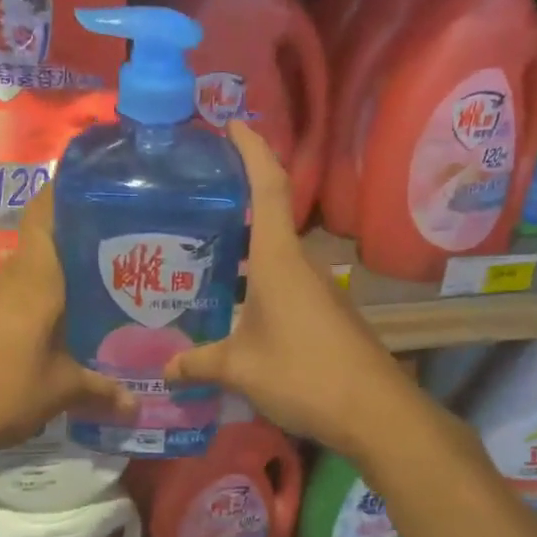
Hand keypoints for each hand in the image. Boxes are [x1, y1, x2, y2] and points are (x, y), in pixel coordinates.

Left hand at [0, 183, 133, 463]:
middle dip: (79, 249)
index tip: (99, 191)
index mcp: (35, 279)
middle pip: (43, 247)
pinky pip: (11, 305)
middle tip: (120, 261)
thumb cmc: (2, 389)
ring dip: (56, 285)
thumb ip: (100, 391)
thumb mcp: (60, 391)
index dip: (68, 193)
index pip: (46, 213)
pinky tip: (53, 336)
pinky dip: (34, 311)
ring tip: (95, 300)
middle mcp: (8, 279)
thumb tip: (137, 404)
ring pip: (27, 279)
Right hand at [165, 121, 408, 459]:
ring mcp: (317, 290)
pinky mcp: (325, 315)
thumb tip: (163, 368)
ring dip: (241, 251)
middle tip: (188, 204)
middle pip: (266, 218)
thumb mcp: (240, 369)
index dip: (251, 150)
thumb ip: (199, 363)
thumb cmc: (304, 374)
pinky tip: (232, 306)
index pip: (267, 186)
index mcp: (279, 260)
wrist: (374, 412)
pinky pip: (283, 285)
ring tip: (197, 256)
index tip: (231, 125)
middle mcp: (301, 264)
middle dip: (232, 204)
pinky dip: (256, 283)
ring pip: (273, 257)